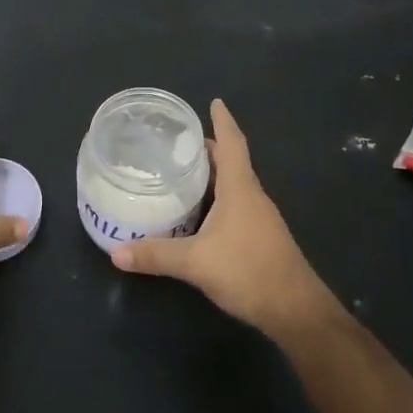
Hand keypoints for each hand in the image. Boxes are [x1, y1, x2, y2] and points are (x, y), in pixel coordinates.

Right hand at [112, 100, 336, 337]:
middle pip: (232, 162)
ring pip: (235, 185)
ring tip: (184, 172)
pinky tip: (201, 213)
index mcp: (241, 189)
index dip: (223, 121)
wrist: (296, 310)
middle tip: (179, 142)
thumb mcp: (195, 262)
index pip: (232, 143)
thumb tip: (116, 252)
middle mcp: (252, 197)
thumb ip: (156, 255)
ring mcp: (260, 218)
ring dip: (214, 174)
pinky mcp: (260, 238)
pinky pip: (237, 205)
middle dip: (209, 149)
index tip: (214, 102)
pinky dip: (218, 198)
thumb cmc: (248, 271)